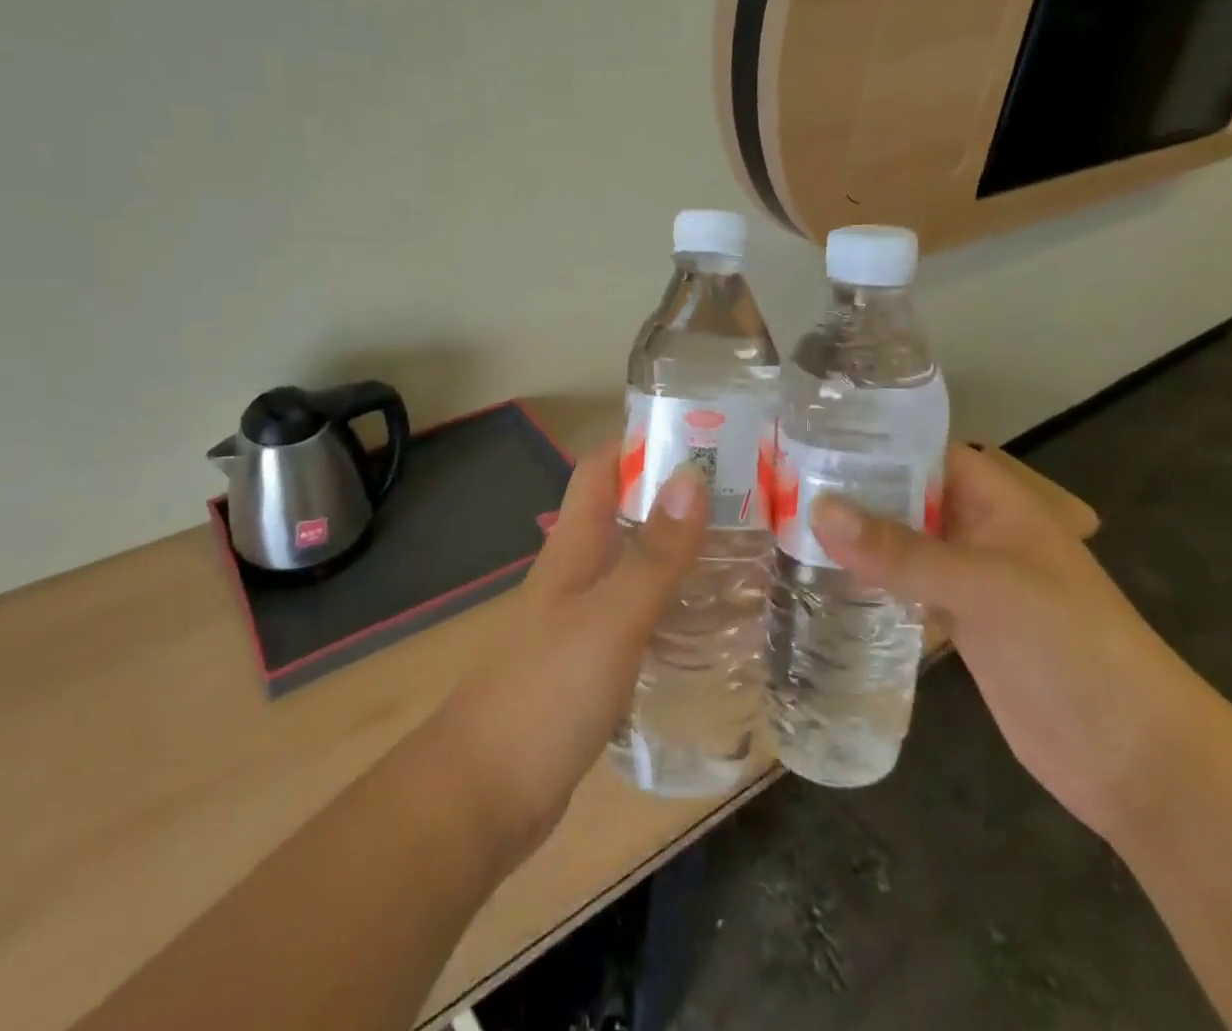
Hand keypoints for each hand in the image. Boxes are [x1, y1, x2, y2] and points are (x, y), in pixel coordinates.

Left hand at [431, 441, 708, 864]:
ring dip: (680, 554)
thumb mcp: (610, 619)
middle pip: (625, 514)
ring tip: (745, 556)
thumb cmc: (546, 693)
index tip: (704, 436)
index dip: (642, 442)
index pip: (601, 468)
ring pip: (635, 567)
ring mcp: (582, 620)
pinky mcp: (592, 665)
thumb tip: (691, 474)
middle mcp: (577, 573)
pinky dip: (673, 609)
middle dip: (677, 498)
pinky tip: (712, 627)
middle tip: (747, 500)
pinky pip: (639, 619)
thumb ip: (653, 555)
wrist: (484, 795)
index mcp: (574, 547)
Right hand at [808, 442, 1215, 842]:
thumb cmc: (1071, 647)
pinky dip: (869, 581)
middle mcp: (979, 529)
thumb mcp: (985, 587)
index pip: (924, 449)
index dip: (872, 439)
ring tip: (785, 523)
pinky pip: (905, 587)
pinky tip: (820, 580)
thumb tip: (817, 509)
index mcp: (997, 500)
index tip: (807, 437)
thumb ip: (901, 550)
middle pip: (906, 495)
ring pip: (901, 543)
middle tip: (780, 483)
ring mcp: (968, 579)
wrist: (1134, 758)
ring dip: (856, 537)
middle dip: (852, 489)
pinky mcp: (959, 623)